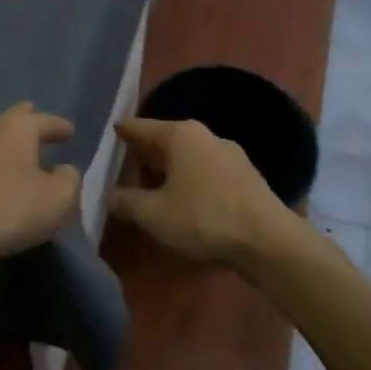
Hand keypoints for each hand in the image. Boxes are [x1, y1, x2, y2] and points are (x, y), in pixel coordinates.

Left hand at [0, 103, 81, 265]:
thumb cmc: (12, 208)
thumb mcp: (59, 198)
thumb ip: (70, 179)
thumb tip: (64, 171)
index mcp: (17, 128)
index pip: (45, 121)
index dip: (60, 127)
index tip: (70, 132)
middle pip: (13, 120)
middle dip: (29, 122)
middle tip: (40, 124)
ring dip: (8, 141)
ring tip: (19, 147)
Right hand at [109, 117, 294, 267]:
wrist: (269, 242)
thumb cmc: (203, 219)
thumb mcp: (153, 214)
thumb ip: (124, 201)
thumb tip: (107, 195)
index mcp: (180, 134)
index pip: (137, 127)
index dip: (117, 136)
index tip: (101, 143)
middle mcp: (205, 135)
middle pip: (161, 142)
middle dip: (140, 161)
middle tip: (121, 182)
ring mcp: (229, 154)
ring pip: (185, 158)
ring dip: (165, 175)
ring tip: (150, 198)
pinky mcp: (245, 176)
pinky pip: (204, 173)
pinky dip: (188, 184)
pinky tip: (183, 207)